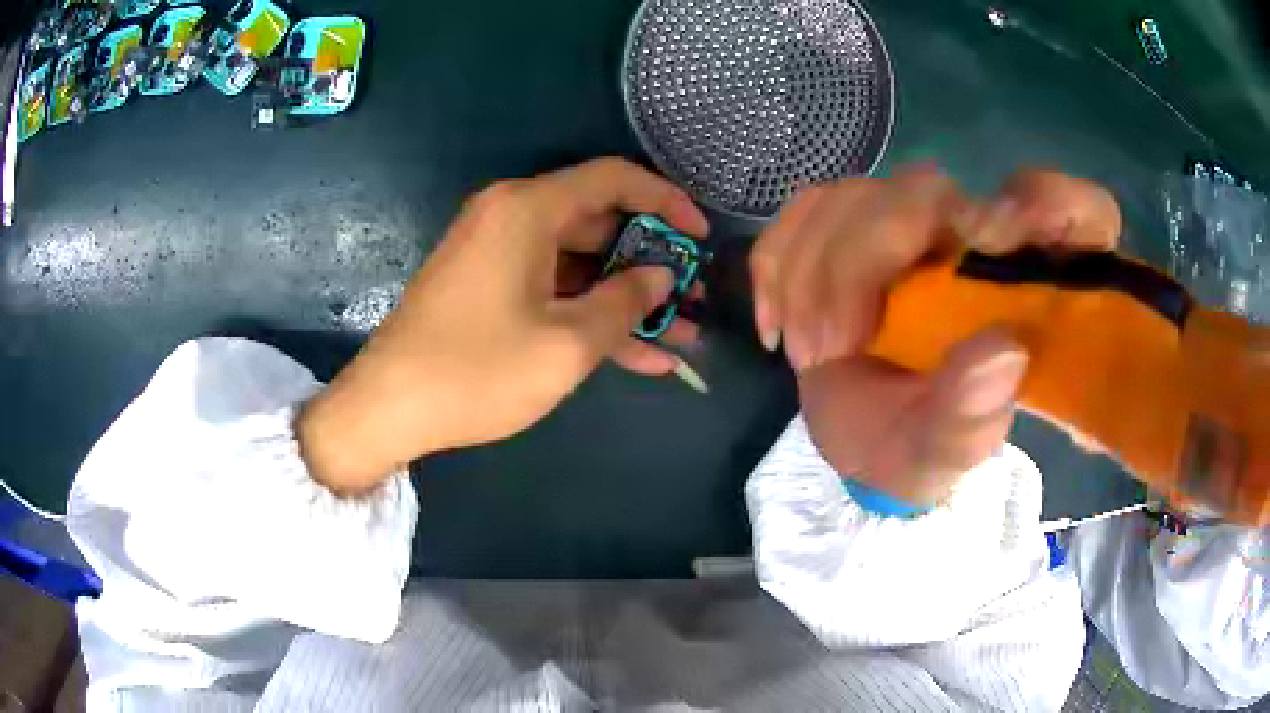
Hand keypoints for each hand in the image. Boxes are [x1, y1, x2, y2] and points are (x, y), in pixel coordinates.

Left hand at [298, 158, 709, 492]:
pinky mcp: (489, 287)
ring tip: (680, 333)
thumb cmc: (477, 371)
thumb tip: (659, 277)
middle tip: (693, 298)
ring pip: (579, 264)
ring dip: (626, 298)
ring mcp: (498, 254)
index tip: (700, 235)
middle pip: (599, 223)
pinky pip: (552, 289)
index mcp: (527, 209)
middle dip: (651, 262)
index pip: (613, 178)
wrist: (389, 408)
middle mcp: (511, 217)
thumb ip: (624, 303)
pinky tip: (639, 354)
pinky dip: (589, 314)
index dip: (665, 200)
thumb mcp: (566, 343)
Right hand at [751, 166, 1119, 505]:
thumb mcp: (945, 455)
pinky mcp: (854, 225)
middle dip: (862, 260)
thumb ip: (973, 417)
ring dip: (813, 272)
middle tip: (827, 350)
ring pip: (856, 195)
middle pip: (927, 192)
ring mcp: (912, 224)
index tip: (997, 237)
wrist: (865, 441)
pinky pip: (806, 210)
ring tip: (807, 353)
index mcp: (1027, 287)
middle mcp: (975, 236)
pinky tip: (778, 324)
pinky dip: (779, 261)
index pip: (1079, 212)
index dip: (1055, 202)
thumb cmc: (919, 451)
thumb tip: (1003, 353)